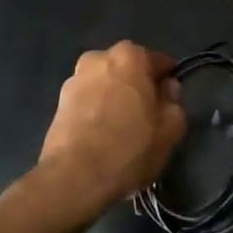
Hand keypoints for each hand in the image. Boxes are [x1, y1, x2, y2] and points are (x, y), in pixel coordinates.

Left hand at [39, 42, 187, 215]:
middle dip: (138, 88)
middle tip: (147, 118)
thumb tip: (167, 88)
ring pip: (106, 86)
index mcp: (129, 55)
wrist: (74, 177)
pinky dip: (96, 113)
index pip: (159, 62)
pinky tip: (102, 138)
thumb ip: (174, 102)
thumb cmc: (129, 147)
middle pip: (129, 70)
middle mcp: (99, 58)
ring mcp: (74, 79)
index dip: (168, 83)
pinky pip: (88, 102)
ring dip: (114, 99)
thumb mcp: (170, 129)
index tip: (170, 104)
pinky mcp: (58, 103)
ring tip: (122, 131)